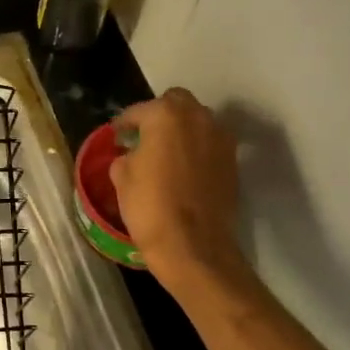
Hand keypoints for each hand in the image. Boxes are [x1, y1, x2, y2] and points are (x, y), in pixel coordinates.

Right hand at [108, 88, 243, 283]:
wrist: (193, 246)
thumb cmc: (150, 206)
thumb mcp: (121, 176)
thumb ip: (127, 154)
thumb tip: (133, 153)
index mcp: (166, 115)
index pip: (139, 110)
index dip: (124, 124)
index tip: (116, 136)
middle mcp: (198, 118)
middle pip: (176, 103)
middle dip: (159, 115)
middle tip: (143, 136)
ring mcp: (220, 140)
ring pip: (198, 121)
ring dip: (181, 129)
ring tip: (165, 151)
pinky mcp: (233, 162)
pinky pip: (210, 144)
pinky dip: (196, 148)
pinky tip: (182, 169)